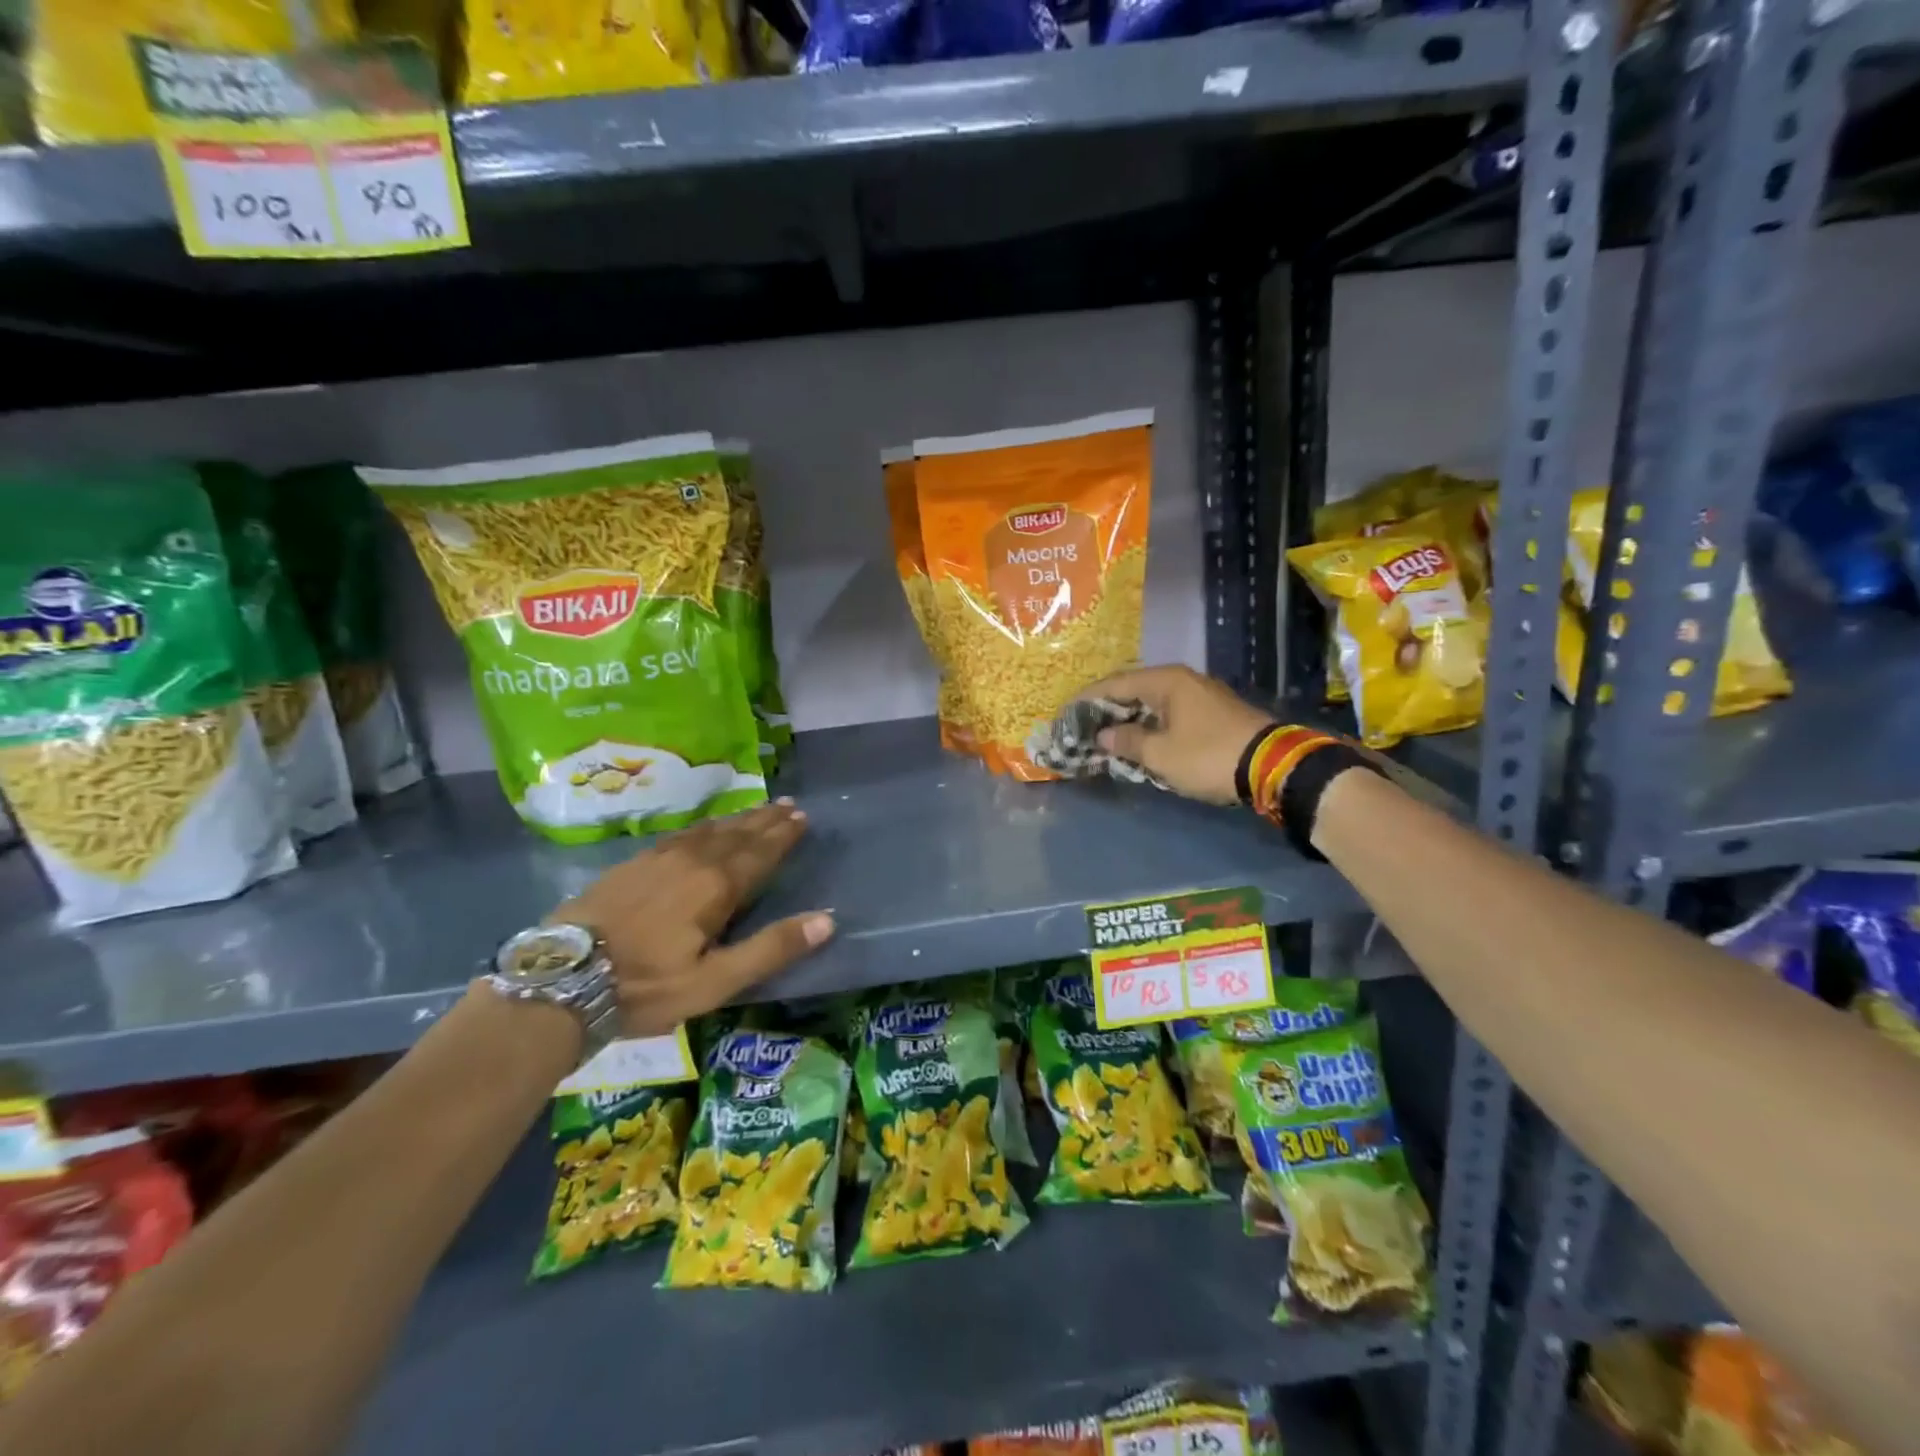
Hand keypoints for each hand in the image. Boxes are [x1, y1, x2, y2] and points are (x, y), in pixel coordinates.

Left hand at [554, 800, 833, 1035]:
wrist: (560, 981)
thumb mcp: (714, 981)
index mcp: (716, 886)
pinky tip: (703, 829)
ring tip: (757, 809)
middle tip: (788, 804)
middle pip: (737, 834)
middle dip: (765, 819)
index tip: (802, 816)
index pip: (761, 851)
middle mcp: (692, 861)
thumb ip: (770, 949)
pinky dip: (704, 827)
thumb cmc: (645, 986)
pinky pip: (681, 834)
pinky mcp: (631, 864)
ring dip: (738, 819)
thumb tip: (826, 920)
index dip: (783, 834)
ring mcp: (658, 858)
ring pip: (709, 830)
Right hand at [1078, 665, 1270, 804]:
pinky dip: (1150, 724)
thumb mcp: (1160, 754)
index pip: (1115, 684)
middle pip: (1134, 689)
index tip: (1066, 711)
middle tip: (1083, 724)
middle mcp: (1183, 680)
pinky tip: (1140, 739)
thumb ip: (1127, 741)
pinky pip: (1170, 712)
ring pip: (1153, 702)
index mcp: (1166, 681)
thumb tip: (1103, 734)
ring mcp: (1201, 695)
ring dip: (1129, 717)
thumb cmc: (1208, 756)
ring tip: (1106, 734)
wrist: (1272, 766)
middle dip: (1107, 708)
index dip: (1088, 698)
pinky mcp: (1213, 713)